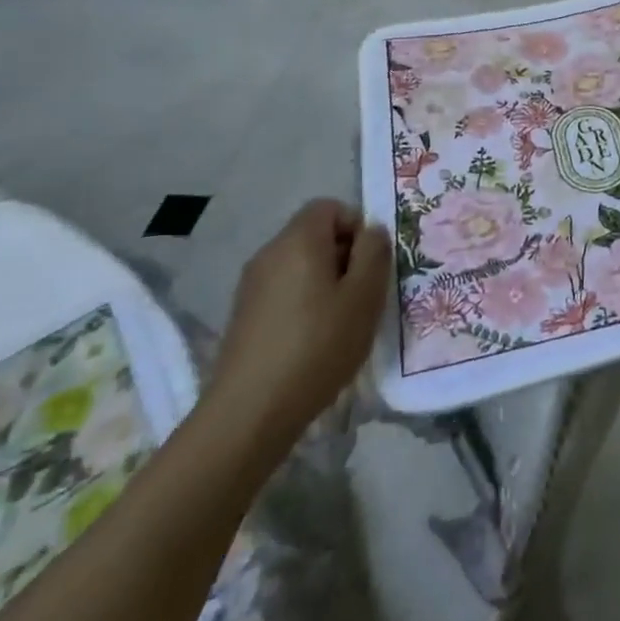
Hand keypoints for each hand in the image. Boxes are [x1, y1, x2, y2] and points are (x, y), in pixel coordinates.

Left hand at [205, 201, 389, 454]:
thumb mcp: (364, 295)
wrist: (249, 413)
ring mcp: (252, 286)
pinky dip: (305, 304)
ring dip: (327, 283)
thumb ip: (375, 253)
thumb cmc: (318, 345)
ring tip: (342, 322)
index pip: (330, 207)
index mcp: (299, 240)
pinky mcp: (244, 316)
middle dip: (345, 256)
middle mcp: (270, 253)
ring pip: (301, 265)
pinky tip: (315, 341)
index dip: (357, 226)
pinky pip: (285, 291)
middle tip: (363, 295)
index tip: (370, 264)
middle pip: (315, 235)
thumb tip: (371, 232)